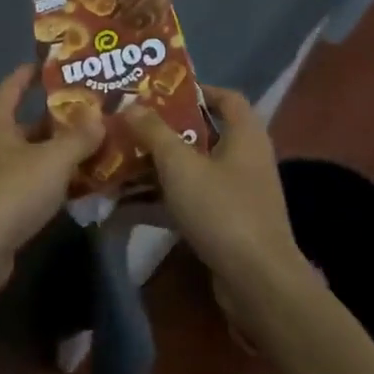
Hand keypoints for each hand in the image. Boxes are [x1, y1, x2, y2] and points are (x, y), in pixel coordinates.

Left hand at [0, 65, 103, 293]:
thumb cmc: (11, 190)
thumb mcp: (53, 160)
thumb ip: (79, 136)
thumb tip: (100, 114)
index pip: (12, 86)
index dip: (32, 73)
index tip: (53, 63)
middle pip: (24, 122)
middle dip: (56, 117)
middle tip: (92, 109)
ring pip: (29, 154)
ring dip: (57, 151)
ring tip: (93, 143)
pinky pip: (28, 182)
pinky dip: (51, 179)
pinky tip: (78, 184)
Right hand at [125, 87, 302, 285]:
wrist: (257, 283)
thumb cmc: (222, 210)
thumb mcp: (180, 165)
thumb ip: (153, 132)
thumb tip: (129, 103)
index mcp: (245, 135)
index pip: (226, 97)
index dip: (195, 90)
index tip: (158, 92)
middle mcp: (244, 159)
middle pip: (201, 134)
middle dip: (163, 131)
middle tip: (127, 125)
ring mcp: (235, 194)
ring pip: (190, 170)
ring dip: (155, 167)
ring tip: (116, 162)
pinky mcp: (225, 224)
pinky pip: (188, 201)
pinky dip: (160, 200)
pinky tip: (123, 205)